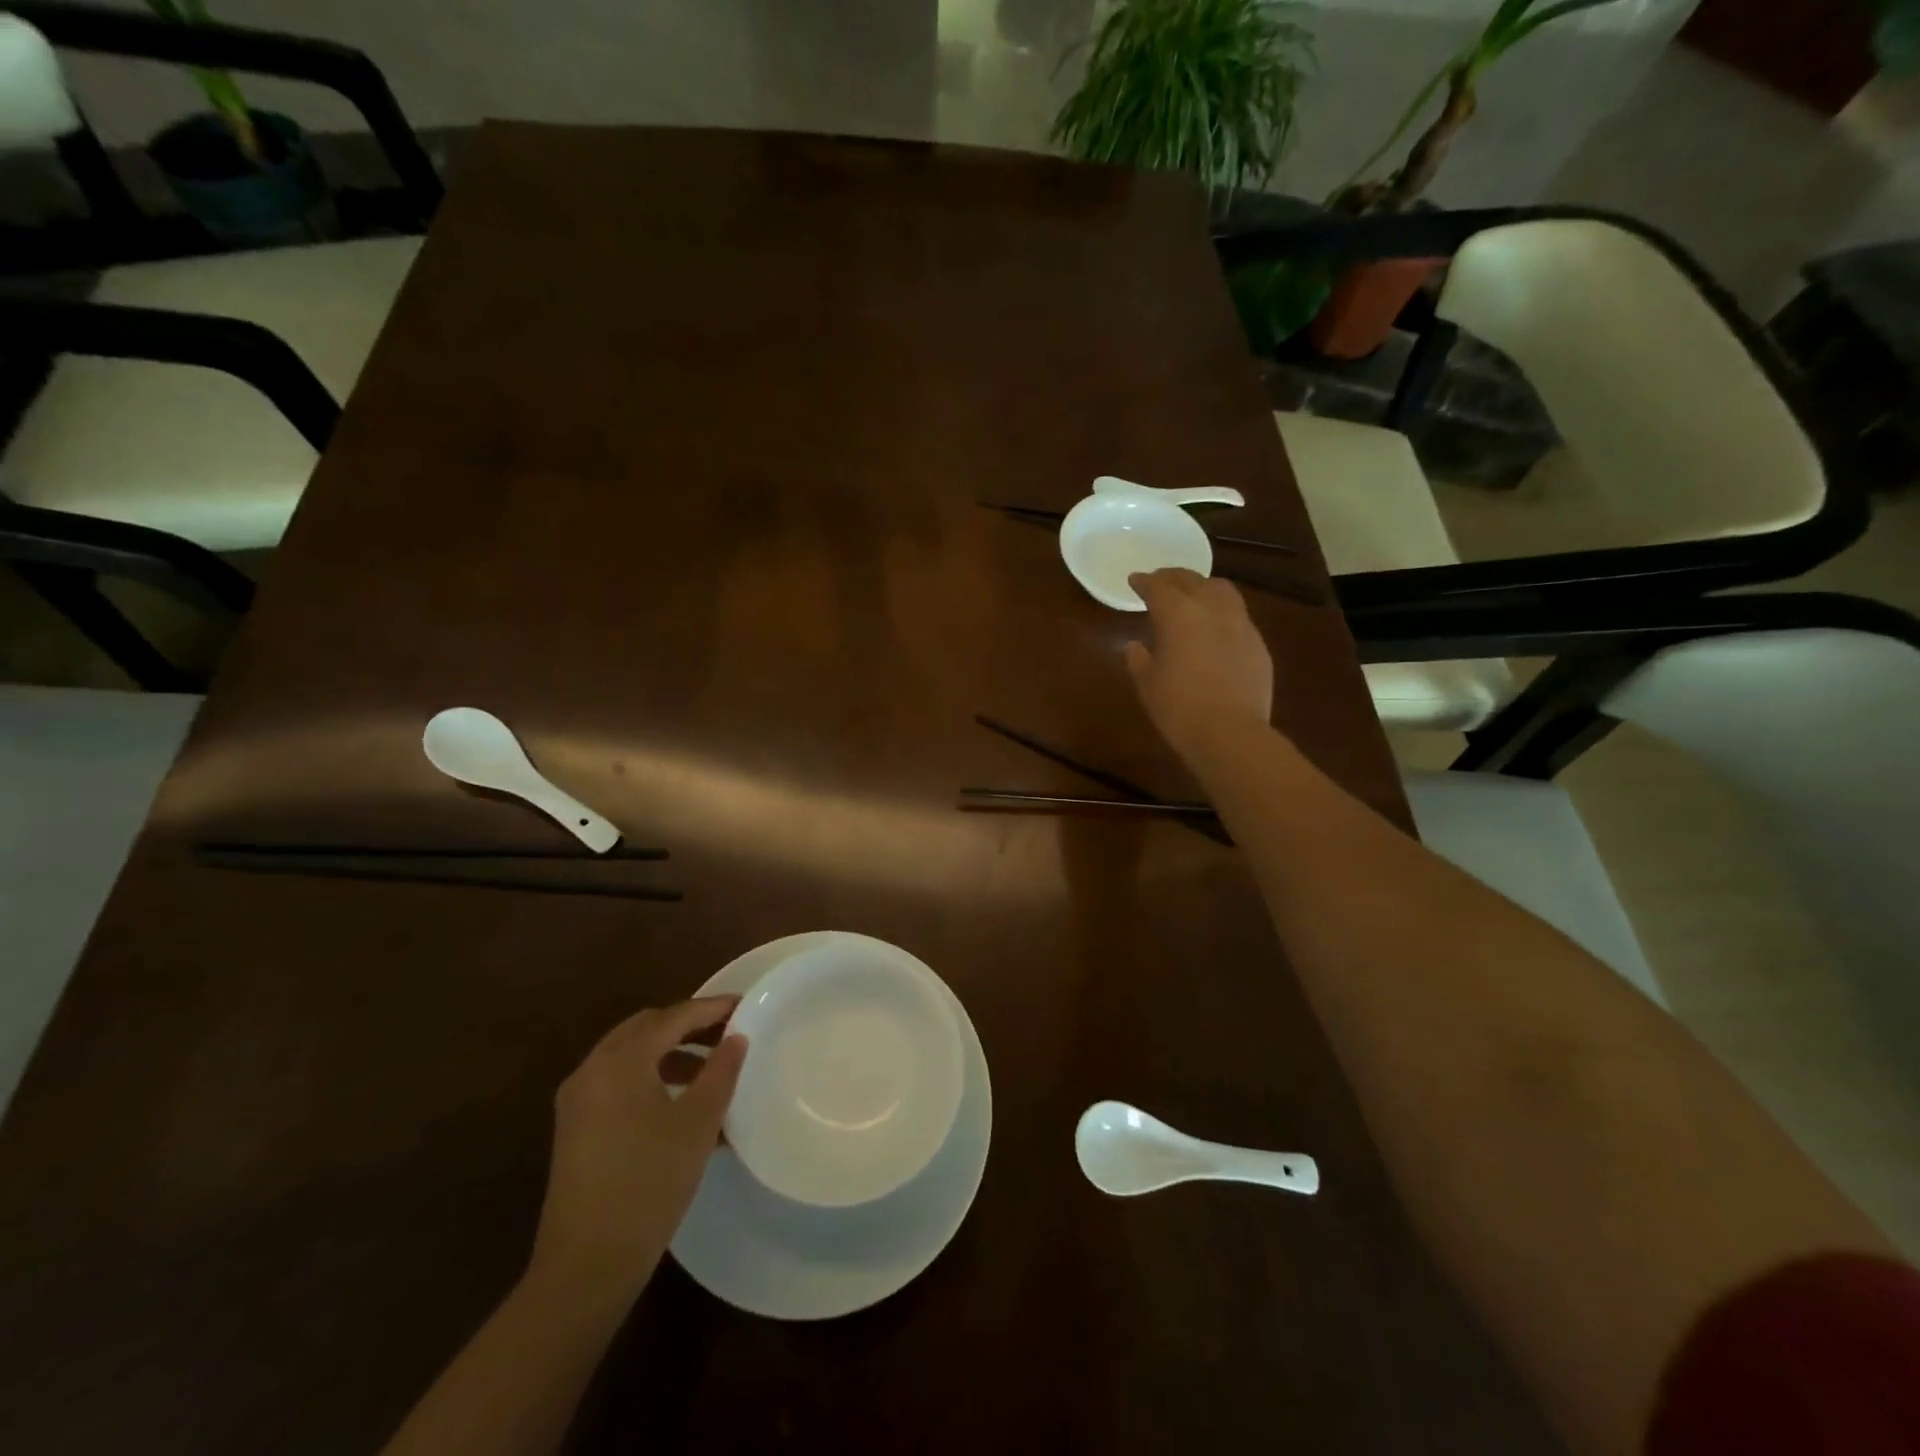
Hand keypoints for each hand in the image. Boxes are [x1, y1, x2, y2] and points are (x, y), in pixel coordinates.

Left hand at [527, 997, 746, 1305]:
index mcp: (619, 1061)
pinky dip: (651, 1077)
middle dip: (688, 1025)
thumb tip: (736, 1038)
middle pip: (646, 1029)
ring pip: (630, 1055)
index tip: (745, 1005)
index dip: (711, 1008)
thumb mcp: (698, 1122)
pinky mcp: (576, 1128)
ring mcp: (578, 1100)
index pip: (673, 1017)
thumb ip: (721, 1071)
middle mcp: (592, 1070)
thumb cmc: (650, 1182)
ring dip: (670, 1052)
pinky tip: (681, 1103)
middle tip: (728, 1032)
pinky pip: (618, 1082)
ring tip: (711, 1068)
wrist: (587, 1265)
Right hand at [1125, 568, 1273, 762]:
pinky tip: (1215, 629)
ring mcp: (1241, 625)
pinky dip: (1222, 613)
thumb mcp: (1147, 684)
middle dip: (1174, 577)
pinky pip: (1238, 617)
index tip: (1134, 580)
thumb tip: (1133, 646)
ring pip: (1222, 591)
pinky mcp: (1258, 645)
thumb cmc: (1178, 707)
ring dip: (1203, 588)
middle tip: (1161, 580)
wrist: (1230, 733)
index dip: (1144, 582)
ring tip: (1193, 596)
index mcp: (1178, 615)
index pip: (1158, 587)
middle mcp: (1212, 610)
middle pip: (1193, 580)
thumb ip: (1138, 659)